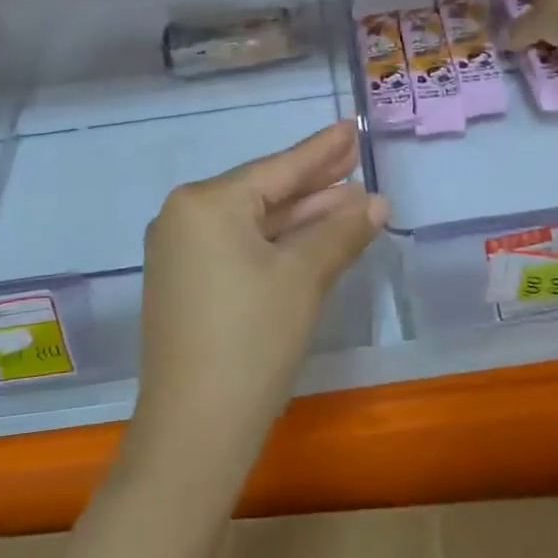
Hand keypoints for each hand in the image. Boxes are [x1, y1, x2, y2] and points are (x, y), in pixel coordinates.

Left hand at [125, 123, 387, 500]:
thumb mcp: (303, 277)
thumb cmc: (252, 339)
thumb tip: (377, 202)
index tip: (351, 127)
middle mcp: (184, 217)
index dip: (321, 151)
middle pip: (263, 193)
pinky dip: (277, 244)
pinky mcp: (186, 285)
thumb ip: (341, 231)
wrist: (194, 430)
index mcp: (206, 203)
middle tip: (356, 157)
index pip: (277, 169)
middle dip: (314, 181)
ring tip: (350, 197)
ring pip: (254, 224)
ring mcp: (180, 253)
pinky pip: (239, 248)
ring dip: (301, 216)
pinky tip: (313, 238)